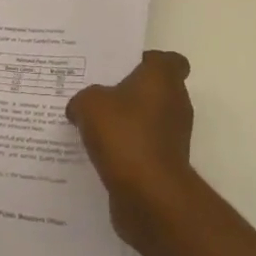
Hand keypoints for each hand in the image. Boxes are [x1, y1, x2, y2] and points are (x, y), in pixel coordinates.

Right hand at [67, 50, 195, 244]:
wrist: (149, 196)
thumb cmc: (125, 135)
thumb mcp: (90, 104)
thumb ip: (83, 98)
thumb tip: (79, 107)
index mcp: (163, 77)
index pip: (167, 60)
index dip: (148, 62)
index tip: (124, 69)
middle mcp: (176, 102)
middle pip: (155, 90)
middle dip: (130, 94)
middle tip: (99, 96)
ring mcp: (174, 136)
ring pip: (148, 121)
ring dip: (128, 125)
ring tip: (94, 128)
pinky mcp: (167, 165)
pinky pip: (144, 149)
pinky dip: (128, 151)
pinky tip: (100, 156)